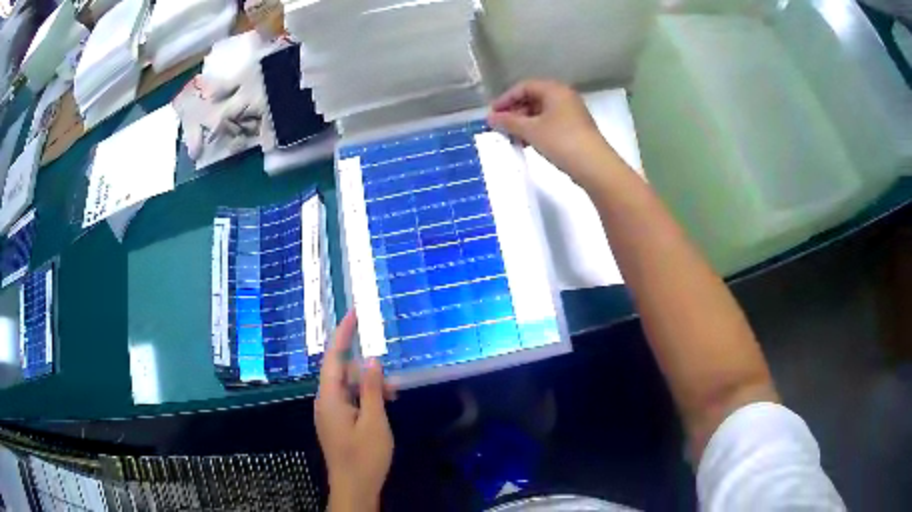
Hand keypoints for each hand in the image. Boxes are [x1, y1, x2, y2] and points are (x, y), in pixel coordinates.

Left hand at [316, 310, 393, 511]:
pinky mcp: (337, 423)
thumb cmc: (365, 456)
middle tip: (394, 385)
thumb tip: (371, 359)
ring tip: (392, 398)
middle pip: (343, 373)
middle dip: (367, 372)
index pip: (334, 357)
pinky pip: (349, 401)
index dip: (343, 334)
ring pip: (348, 388)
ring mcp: (330, 413)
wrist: (354, 488)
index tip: (354, 313)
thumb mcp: (374, 421)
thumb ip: (371, 389)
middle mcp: (325, 402)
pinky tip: (381, 408)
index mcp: (329, 398)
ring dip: (369, 387)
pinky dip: (365, 399)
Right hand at [488, 80, 614, 184]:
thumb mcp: (531, 130)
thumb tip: (490, 118)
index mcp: (554, 90)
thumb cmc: (561, 141)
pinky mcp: (575, 128)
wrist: (595, 166)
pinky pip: (550, 123)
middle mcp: (564, 96)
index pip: (524, 86)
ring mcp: (572, 113)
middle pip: (533, 98)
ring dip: (524, 122)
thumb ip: (508, 122)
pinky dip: (536, 129)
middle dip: (514, 111)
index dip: (505, 99)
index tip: (492, 114)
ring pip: (541, 112)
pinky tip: (528, 143)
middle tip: (501, 126)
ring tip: (512, 137)